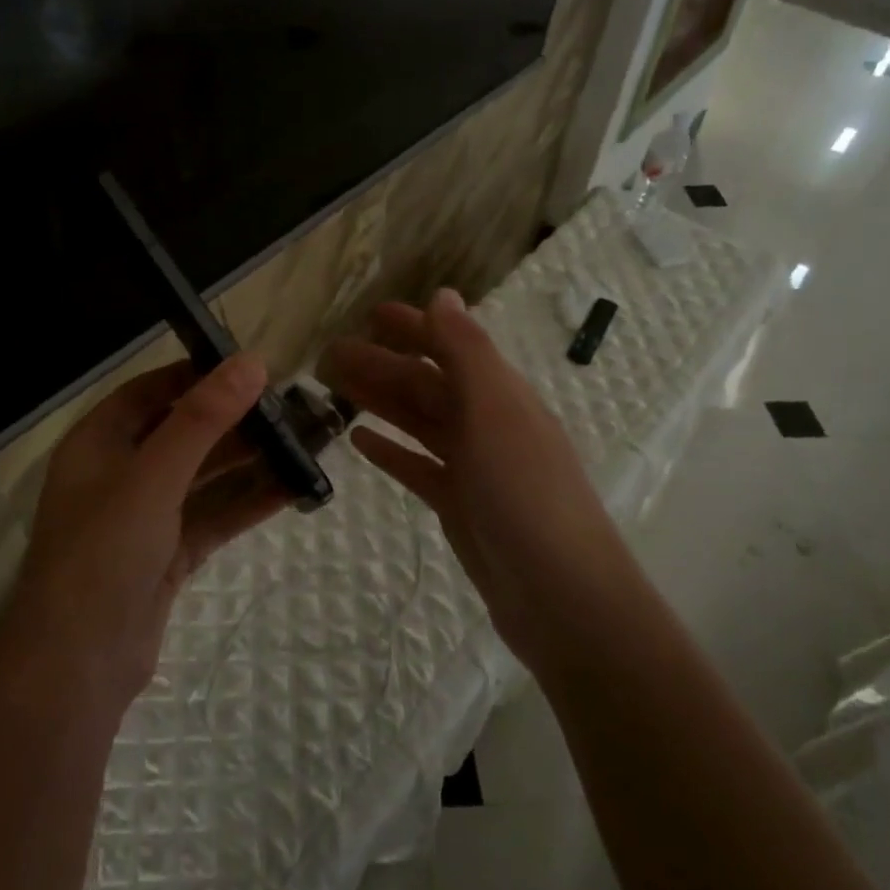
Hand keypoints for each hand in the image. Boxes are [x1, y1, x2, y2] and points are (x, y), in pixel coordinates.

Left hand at [7, 354, 288, 712]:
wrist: (79, 663)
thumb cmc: (104, 551)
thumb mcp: (153, 475)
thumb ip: (202, 419)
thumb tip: (250, 362)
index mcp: (98, 443)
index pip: (150, 392)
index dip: (197, 375)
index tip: (250, 367)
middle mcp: (120, 474)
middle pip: (183, 434)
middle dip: (234, 421)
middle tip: (291, 407)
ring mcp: (145, 517)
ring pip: (204, 478)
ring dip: (248, 462)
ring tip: (303, 443)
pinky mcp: (168, 554)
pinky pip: (213, 517)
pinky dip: (248, 503)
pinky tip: (292, 488)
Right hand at [319, 290, 629, 672]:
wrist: (559, 594)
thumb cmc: (526, 493)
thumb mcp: (496, 411)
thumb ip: (467, 351)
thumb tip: (444, 294)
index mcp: (501, 395)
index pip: (451, 347)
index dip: (413, 327)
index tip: (368, 314)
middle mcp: (489, 424)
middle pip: (428, 385)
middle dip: (382, 365)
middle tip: (330, 354)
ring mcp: (475, 468)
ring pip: (419, 423)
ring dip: (381, 401)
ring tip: (335, 388)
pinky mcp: (460, 506)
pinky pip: (419, 468)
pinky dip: (391, 451)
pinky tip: (360, 441)